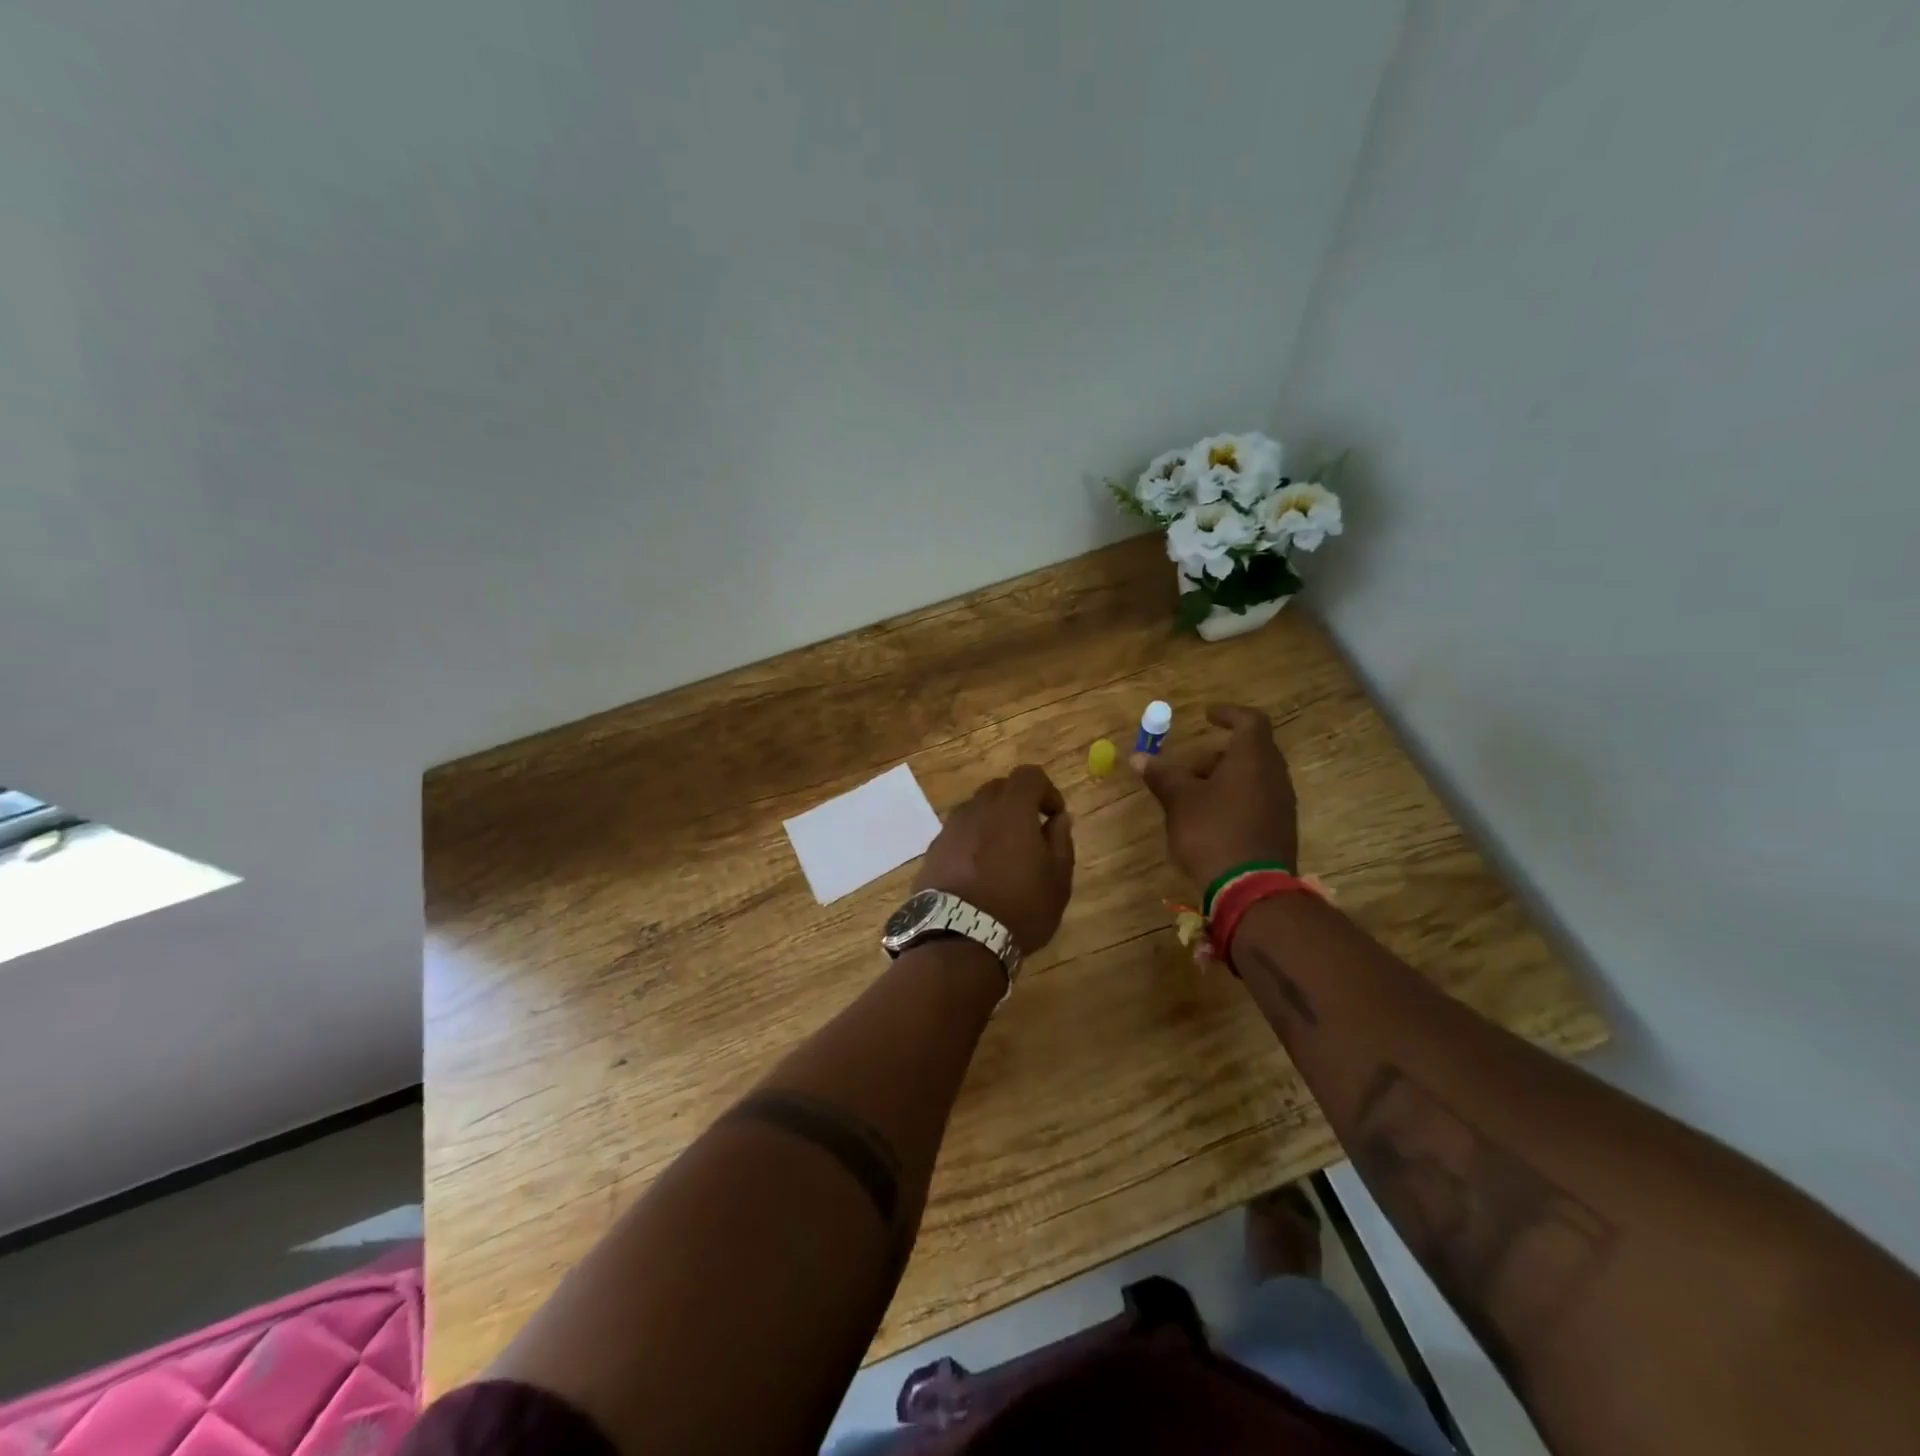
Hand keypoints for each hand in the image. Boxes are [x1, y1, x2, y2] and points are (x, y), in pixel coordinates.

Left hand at [916, 765, 1075, 952]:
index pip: (1029, 775)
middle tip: (1030, 835)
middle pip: (999, 789)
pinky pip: (958, 834)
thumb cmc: (1019, 908)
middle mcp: (977, 810)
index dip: (1047, 790)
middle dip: (1018, 803)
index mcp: (1011, 809)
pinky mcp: (932, 851)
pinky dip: (972, 842)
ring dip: (992, 823)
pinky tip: (978, 873)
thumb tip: (1058, 818)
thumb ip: (1060, 840)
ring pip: (975, 811)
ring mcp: (950, 829)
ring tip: (1003, 857)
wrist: (958, 939)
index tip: (1054, 816)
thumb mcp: (1057, 879)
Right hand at [1138, 704, 1298, 886]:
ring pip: (1253, 778)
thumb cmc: (1212, 832)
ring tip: (1193, 797)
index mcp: (1253, 758)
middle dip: (1217, 754)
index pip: (1250, 721)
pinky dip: (1235, 800)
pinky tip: (1210, 820)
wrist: (1250, 889)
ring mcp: (1281, 804)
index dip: (1229, 714)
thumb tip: (1140, 757)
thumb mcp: (1179, 800)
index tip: (1207, 716)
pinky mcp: (1280, 829)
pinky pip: (1257, 801)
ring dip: (1224, 779)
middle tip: (1189, 767)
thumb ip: (1163, 775)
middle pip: (1251, 751)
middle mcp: (1274, 775)